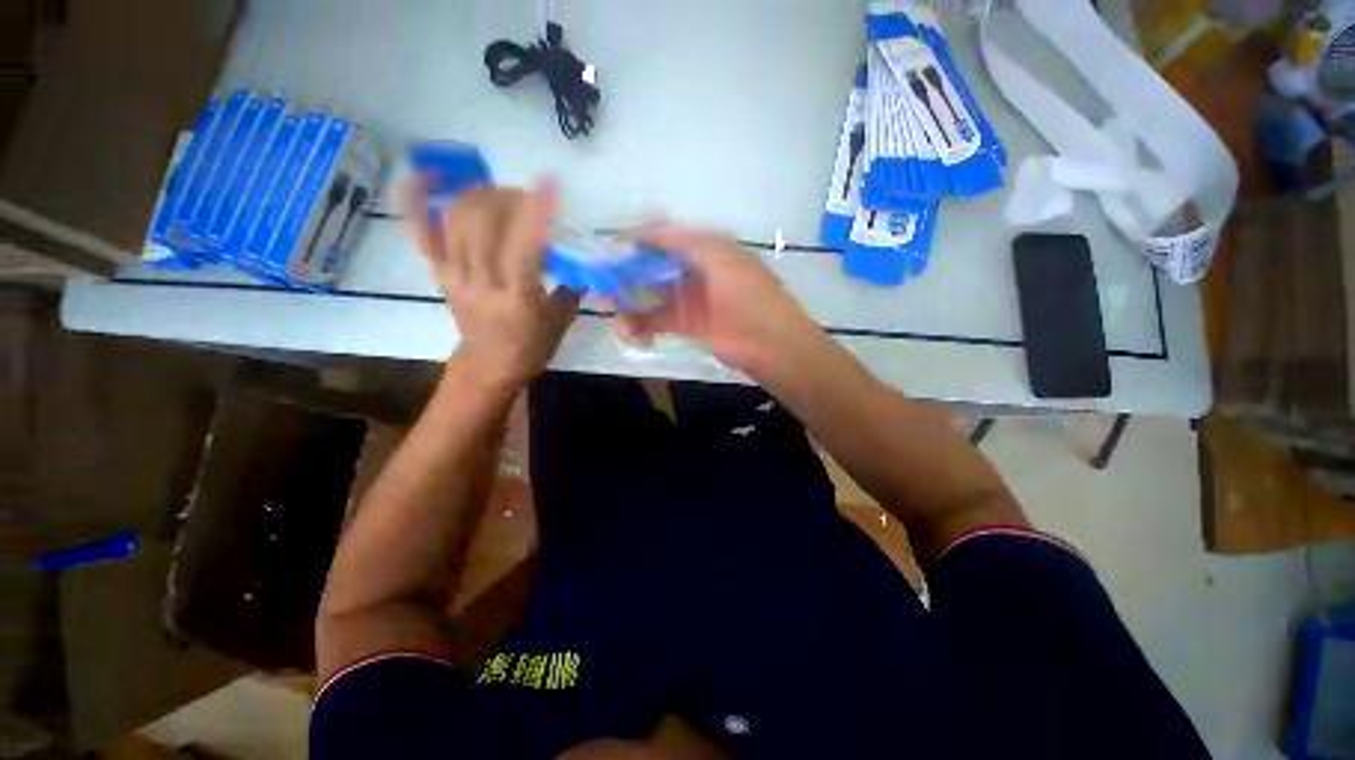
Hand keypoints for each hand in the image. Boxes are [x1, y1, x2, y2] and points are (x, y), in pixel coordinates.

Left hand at [405, 180, 579, 390]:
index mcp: (517, 299)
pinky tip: (428, 177)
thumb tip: (584, 254)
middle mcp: (481, 283)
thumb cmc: (531, 347)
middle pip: (482, 223)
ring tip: (501, 194)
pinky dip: (418, 201)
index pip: (522, 247)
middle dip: (507, 198)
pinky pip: (423, 233)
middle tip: (528, 198)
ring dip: (479, 196)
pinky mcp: (439, 274)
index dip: (534, 212)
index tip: (550, 185)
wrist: (490, 366)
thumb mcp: (562, 320)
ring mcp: (454, 276)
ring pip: (456, 219)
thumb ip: (573, 284)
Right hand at [619, 226, 824, 382]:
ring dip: (629, 301)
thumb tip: (650, 226)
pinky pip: (657, 321)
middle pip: (654, 267)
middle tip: (600, 280)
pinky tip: (628, 331)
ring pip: (652, 295)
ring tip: (609, 307)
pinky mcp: (687, 326)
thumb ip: (686, 242)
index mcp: (707, 250)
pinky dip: (641, 325)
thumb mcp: (722, 260)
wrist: (771, 345)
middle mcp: (695, 272)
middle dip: (627, 272)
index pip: (666, 238)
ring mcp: (690, 300)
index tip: (611, 244)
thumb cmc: (750, 297)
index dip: (640, 239)